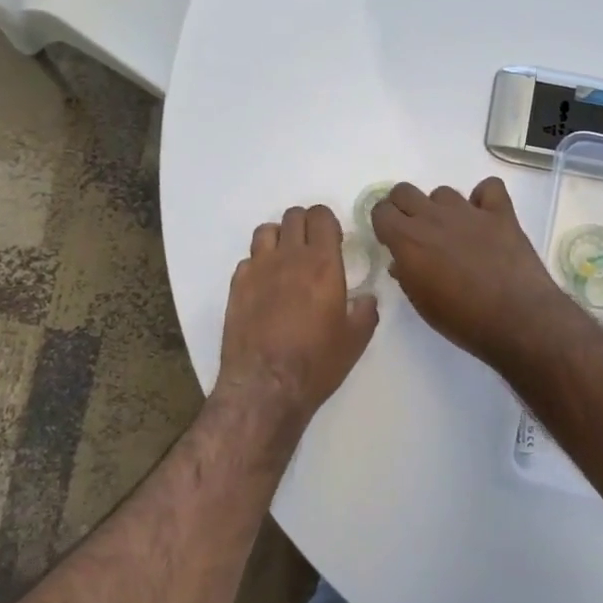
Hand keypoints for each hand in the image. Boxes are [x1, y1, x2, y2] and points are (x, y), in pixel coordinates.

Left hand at [217, 205, 378, 429]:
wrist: (265, 386)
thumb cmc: (316, 363)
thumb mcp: (355, 341)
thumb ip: (365, 311)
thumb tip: (366, 298)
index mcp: (322, 263)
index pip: (321, 216)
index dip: (328, 222)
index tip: (334, 240)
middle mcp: (288, 257)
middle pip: (293, 216)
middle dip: (305, 225)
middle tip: (312, 248)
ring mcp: (258, 269)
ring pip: (266, 230)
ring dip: (279, 238)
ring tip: (286, 260)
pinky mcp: (236, 285)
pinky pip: (248, 259)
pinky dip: (258, 264)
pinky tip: (265, 285)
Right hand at [371, 178, 570, 367]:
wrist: (517, 319)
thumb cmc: (462, 320)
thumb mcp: (421, 303)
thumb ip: (406, 275)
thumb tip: (401, 261)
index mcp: (408, 240)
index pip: (381, 210)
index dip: (384, 223)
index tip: (391, 240)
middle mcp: (433, 217)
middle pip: (404, 191)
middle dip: (405, 207)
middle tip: (416, 231)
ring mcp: (468, 211)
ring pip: (443, 192)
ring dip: (443, 208)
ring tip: (455, 232)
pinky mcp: (501, 213)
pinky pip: (489, 187)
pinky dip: (484, 198)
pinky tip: (486, 217)